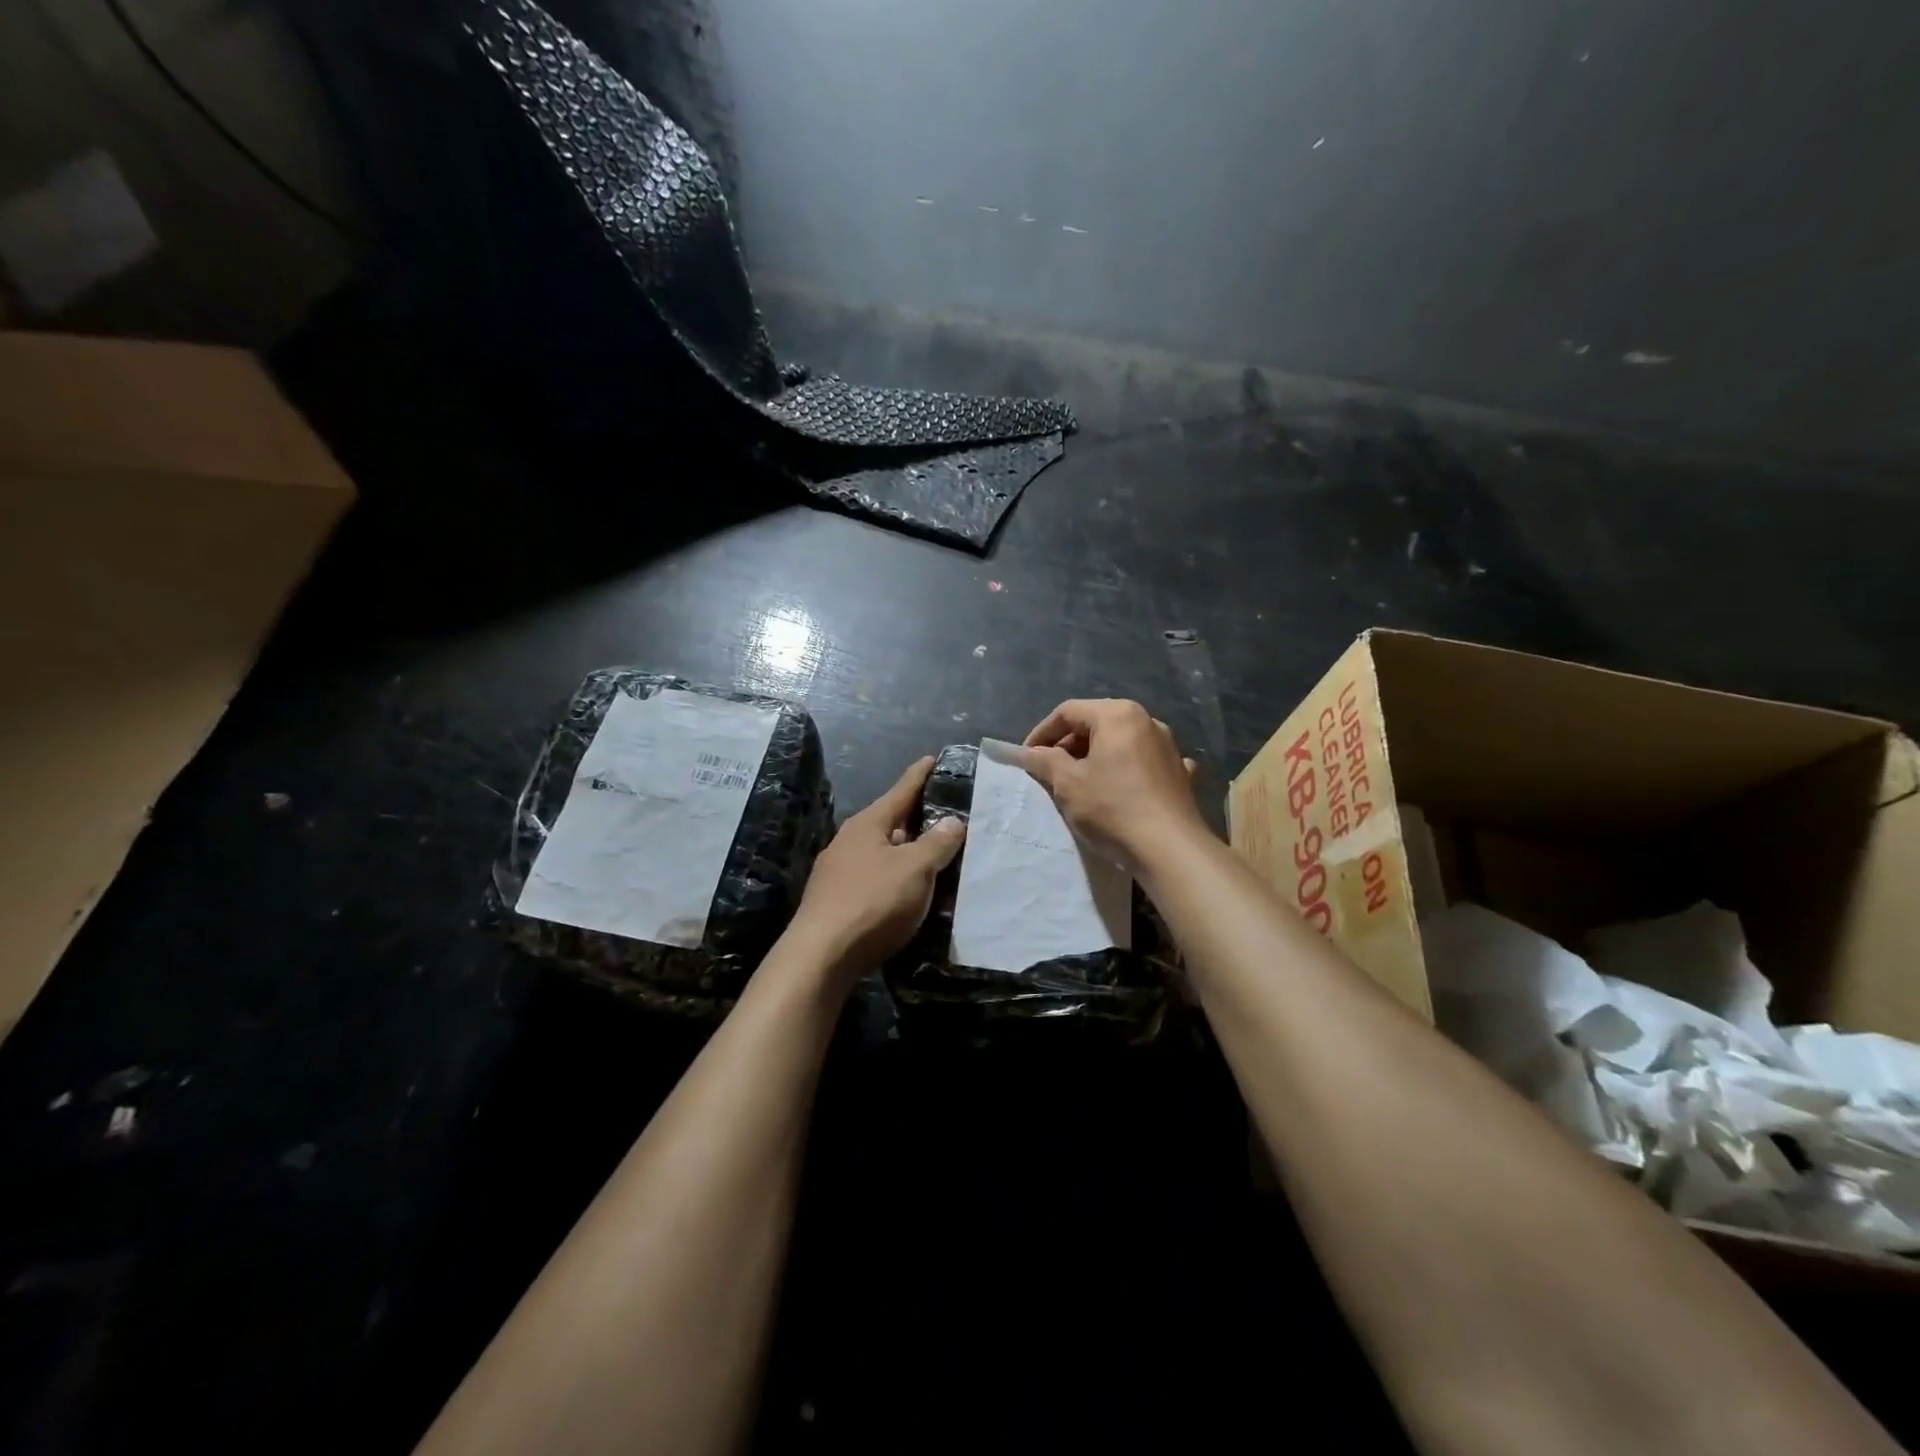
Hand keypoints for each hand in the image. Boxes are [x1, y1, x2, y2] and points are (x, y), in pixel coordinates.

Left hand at [788, 756, 965, 976]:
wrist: (821, 956)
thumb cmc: (872, 902)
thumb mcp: (914, 869)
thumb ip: (936, 843)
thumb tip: (953, 820)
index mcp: (867, 824)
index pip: (900, 791)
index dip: (919, 775)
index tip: (933, 759)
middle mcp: (849, 841)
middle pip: (889, 821)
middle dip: (916, 818)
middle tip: (947, 814)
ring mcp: (838, 871)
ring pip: (881, 852)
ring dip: (906, 851)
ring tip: (934, 855)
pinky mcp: (836, 900)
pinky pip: (874, 877)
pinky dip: (894, 876)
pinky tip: (907, 890)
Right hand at [1023, 699, 1204, 872]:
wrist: (1170, 849)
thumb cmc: (1112, 808)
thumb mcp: (1068, 784)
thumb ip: (1045, 761)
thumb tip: (1031, 753)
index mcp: (1118, 714)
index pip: (1068, 712)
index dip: (1042, 733)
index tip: (1027, 758)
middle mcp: (1147, 721)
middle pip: (1097, 723)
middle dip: (1069, 745)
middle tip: (1049, 772)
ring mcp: (1169, 746)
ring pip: (1121, 742)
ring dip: (1096, 757)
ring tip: (1080, 783)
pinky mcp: (1180, 772)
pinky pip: (1145, 762)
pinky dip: (1127, 770)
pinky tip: (1123, 787)